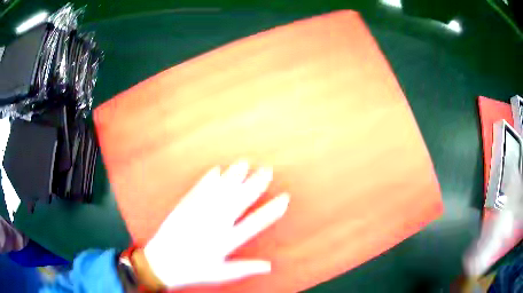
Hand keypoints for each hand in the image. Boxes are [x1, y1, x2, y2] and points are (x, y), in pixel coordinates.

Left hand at [142, 161, 289, 288]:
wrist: (162, 264)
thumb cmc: (193, 271)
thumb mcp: (221, 274)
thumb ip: (245, 268)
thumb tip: (269, 266)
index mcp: (225, 242)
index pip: (254, 223)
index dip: (271, 211)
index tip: (284, 198)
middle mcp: (214, 225)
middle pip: (239, 201)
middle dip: (255, 185)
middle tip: (267, 171)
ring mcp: (198, 214)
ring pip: (219, 192)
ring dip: (233, 177)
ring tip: (244, 163)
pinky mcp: (184, 208)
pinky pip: (198, 191)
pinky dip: (207, 180)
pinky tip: (216, 170)